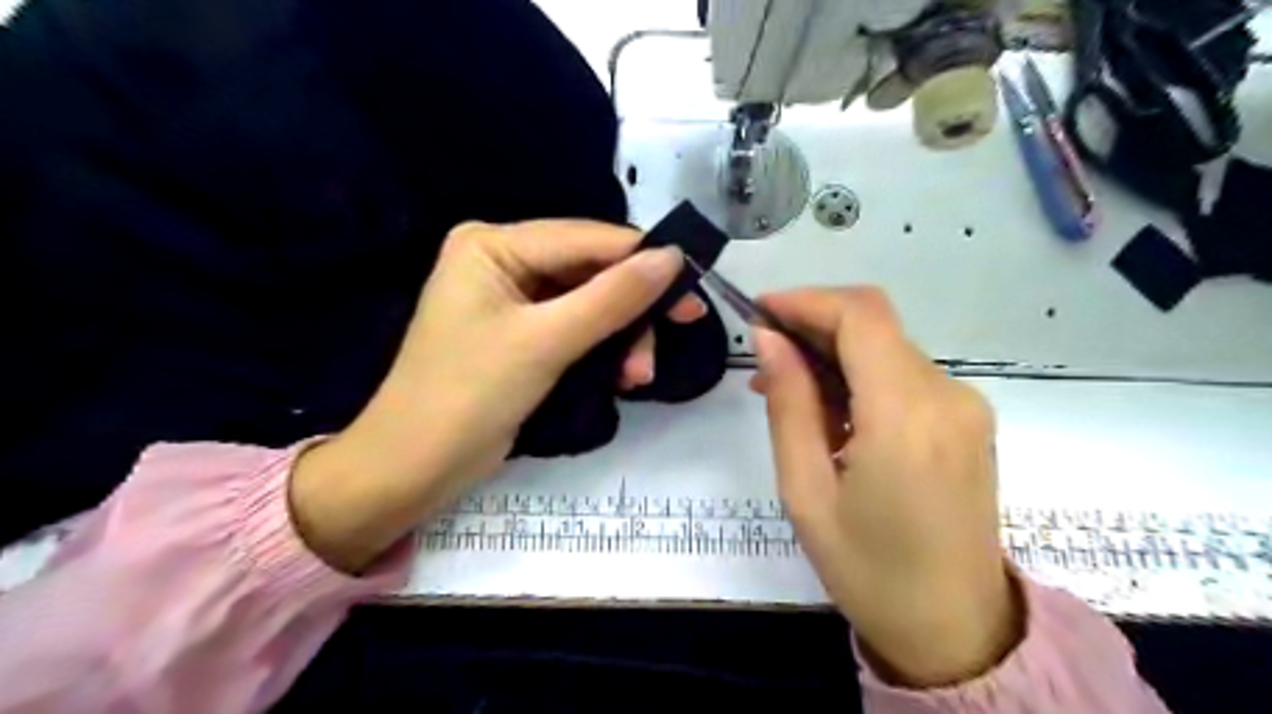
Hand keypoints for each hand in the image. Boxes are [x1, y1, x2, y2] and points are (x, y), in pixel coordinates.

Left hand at [291, 219, 705, 570]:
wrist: (415, 468)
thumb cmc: (468, 396)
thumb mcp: (545, 342)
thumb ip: (612, 298)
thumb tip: (673, 258)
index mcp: (493, 244)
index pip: (586, 238)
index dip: (643, 259)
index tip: (693, 284)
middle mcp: (503, 260)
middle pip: (592, 271)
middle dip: (632, 310)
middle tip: (679, 333)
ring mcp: (513, 299)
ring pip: (591, 303)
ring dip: (622, 337)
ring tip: (638, 377)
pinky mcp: (522, 334)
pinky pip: (577, 328)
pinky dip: (603, 351)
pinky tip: (621, 377)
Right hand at [749, 287, 1019, 688]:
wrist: (955, 628)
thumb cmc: (867, 570)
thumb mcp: (805, 490)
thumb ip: (789, 404)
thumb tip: (769, 338)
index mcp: (907, 416)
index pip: (861, 316)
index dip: (807, 300)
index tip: (760, 311)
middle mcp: (948, 396)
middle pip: (875, 325)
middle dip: (814, 325)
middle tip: (764, 357)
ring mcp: (965, 407)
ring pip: (888, 348)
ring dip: (834, 354)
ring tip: (786, 390)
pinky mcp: (967, 420)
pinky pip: (904, 376)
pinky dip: (861, 377)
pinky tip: (829, 411)